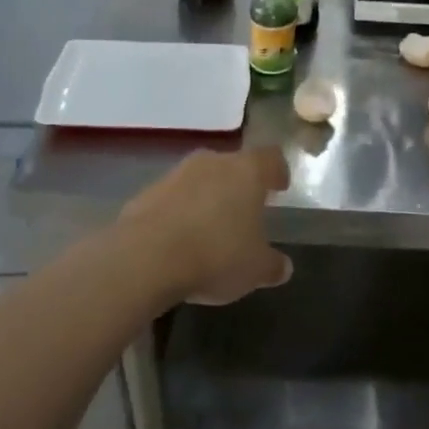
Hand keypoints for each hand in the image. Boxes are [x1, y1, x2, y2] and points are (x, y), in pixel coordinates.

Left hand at [116, 146, 292, 305]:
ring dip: (207, 198)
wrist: (145, 258)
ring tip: (210, 228)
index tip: (280, 187)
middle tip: (245, 210)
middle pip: (233, 165)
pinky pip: (172, 198)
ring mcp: (176, 175)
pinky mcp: (146, 192)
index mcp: (247, 171)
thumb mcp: (255, 269)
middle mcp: (213, 163)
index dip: (277, 171)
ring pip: (200, 179)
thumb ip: (273, 265)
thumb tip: (283, 267)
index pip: (271, 158)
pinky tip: (179, 240)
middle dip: (239, 185)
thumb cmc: (216, 255)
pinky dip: (179, 213)